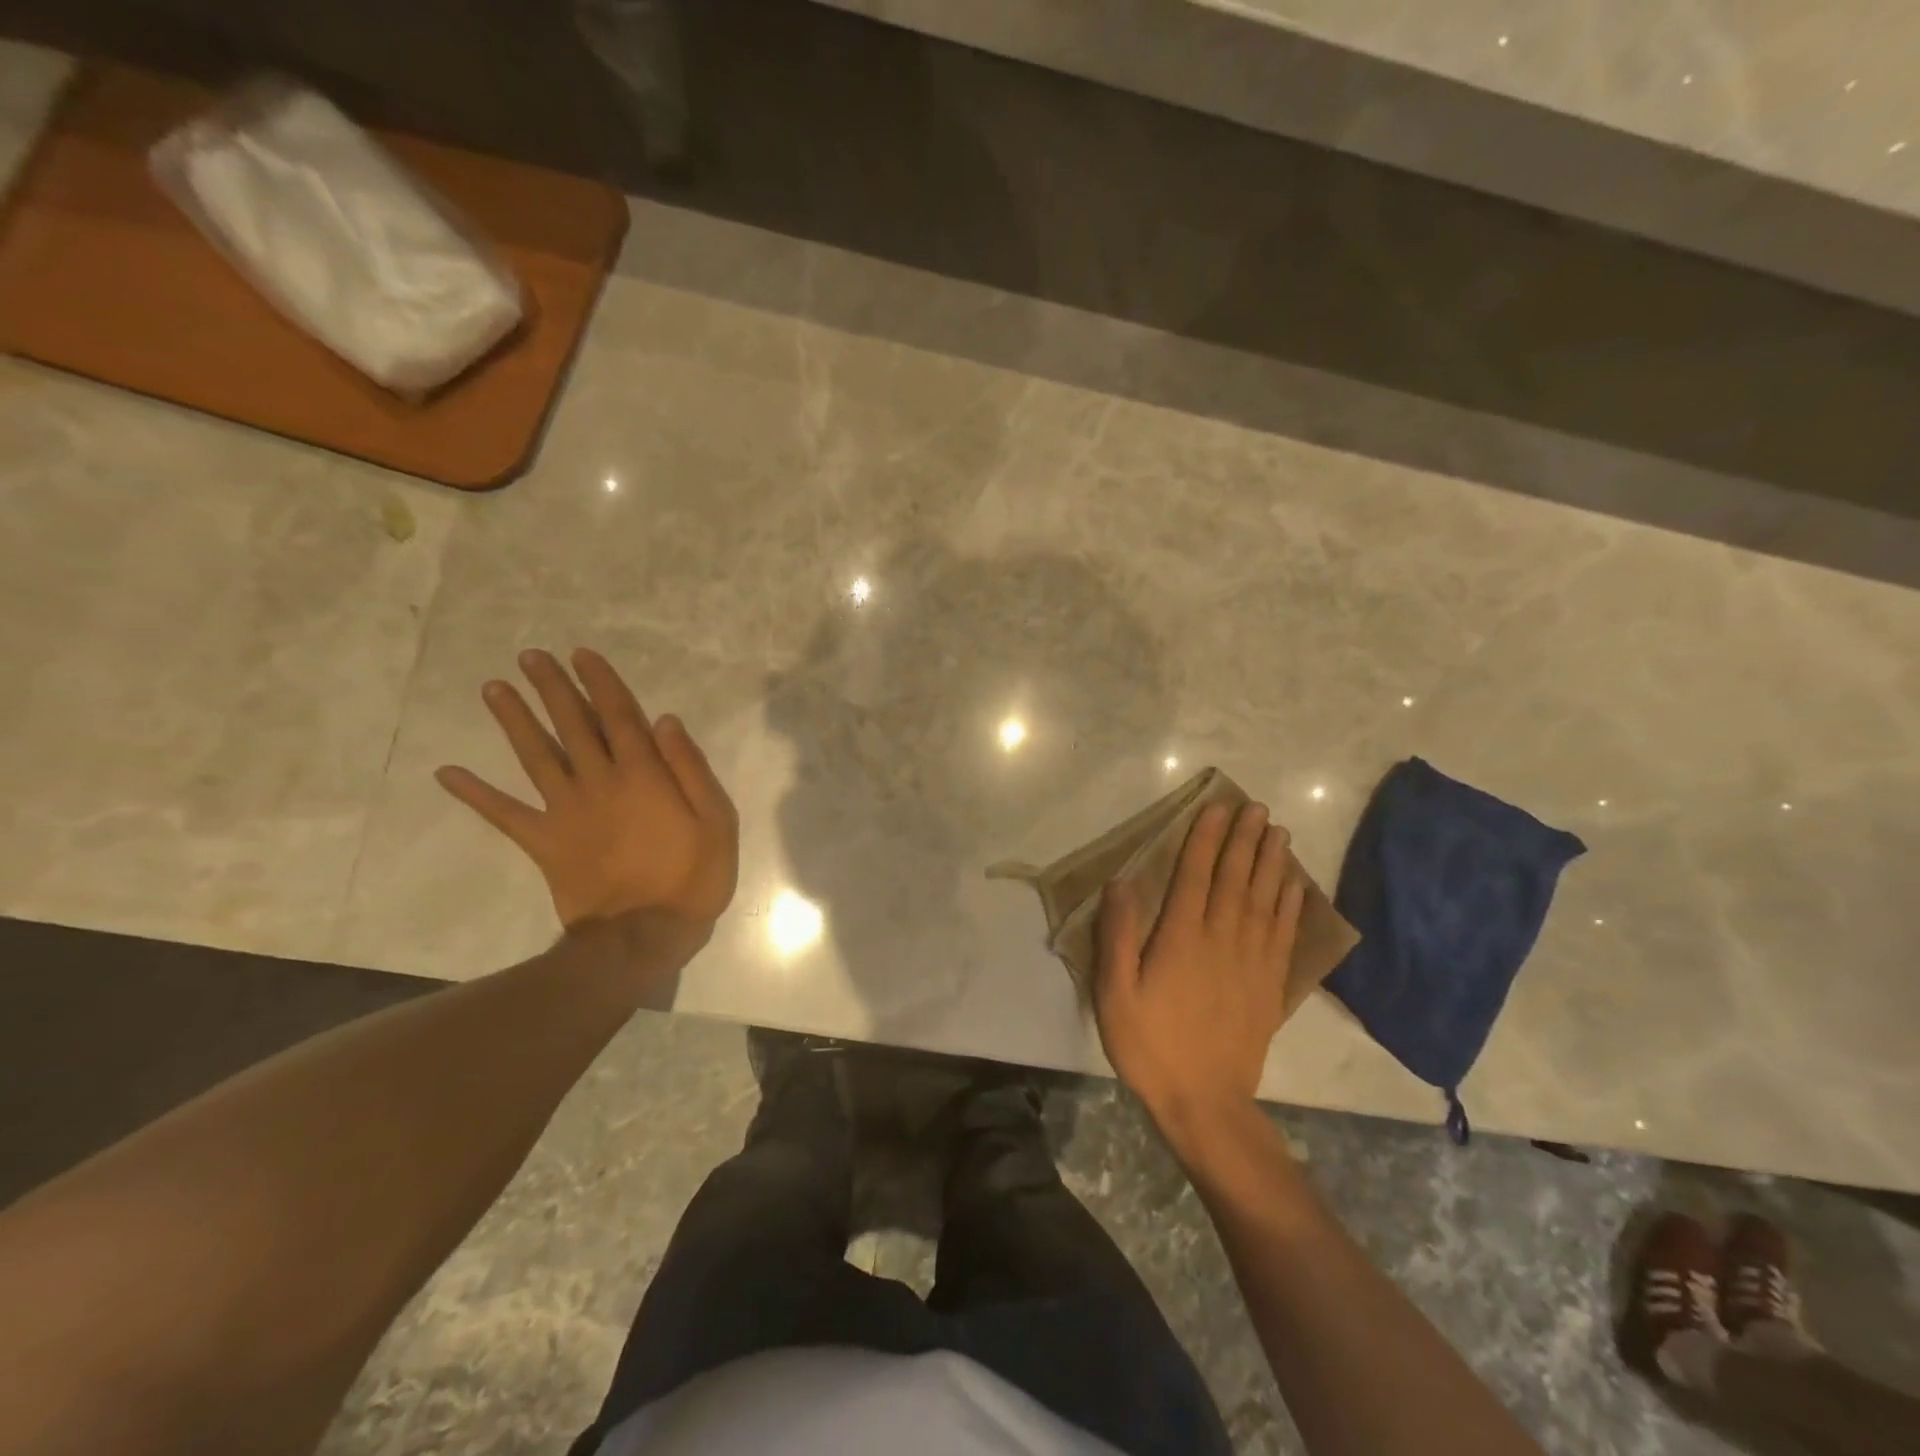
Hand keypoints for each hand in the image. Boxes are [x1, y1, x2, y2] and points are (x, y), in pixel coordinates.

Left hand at [435, 648, 738, 945]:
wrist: (644, 933)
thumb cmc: (692, 875)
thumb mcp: (717, 820)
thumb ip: (691, 768)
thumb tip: (665, 721)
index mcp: (643, 774)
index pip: (620, 716)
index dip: (601, 683)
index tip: (582, 654)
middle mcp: (599, 781)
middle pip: (572, 725)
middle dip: (553, 688)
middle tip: (530, 656)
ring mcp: (566, 811)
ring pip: (535, 756)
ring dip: (514, 720)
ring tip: (492, 688)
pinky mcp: (544, 842)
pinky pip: (504, 815)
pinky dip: (476, 794)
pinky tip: (447, 773)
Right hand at [1094, 801, 1305, 1140]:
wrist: (1205, 1102)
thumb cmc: (1150, 1045)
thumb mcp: (1114, 993)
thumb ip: (1117, 936)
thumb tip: (1122, 883)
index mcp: (1181, 937)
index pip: (1195, 874)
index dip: (1205, 838)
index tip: (1216, 807)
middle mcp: (1221, 938)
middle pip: (1236, 878)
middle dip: (1244, 839)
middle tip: (1256, 807)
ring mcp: (1251, 961)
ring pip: (1264, 898)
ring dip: (1272, 862)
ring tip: (1278, 831)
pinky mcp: (1270, 983)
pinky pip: (1283, 933)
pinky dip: (1291, 904)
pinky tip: (1295, 884)